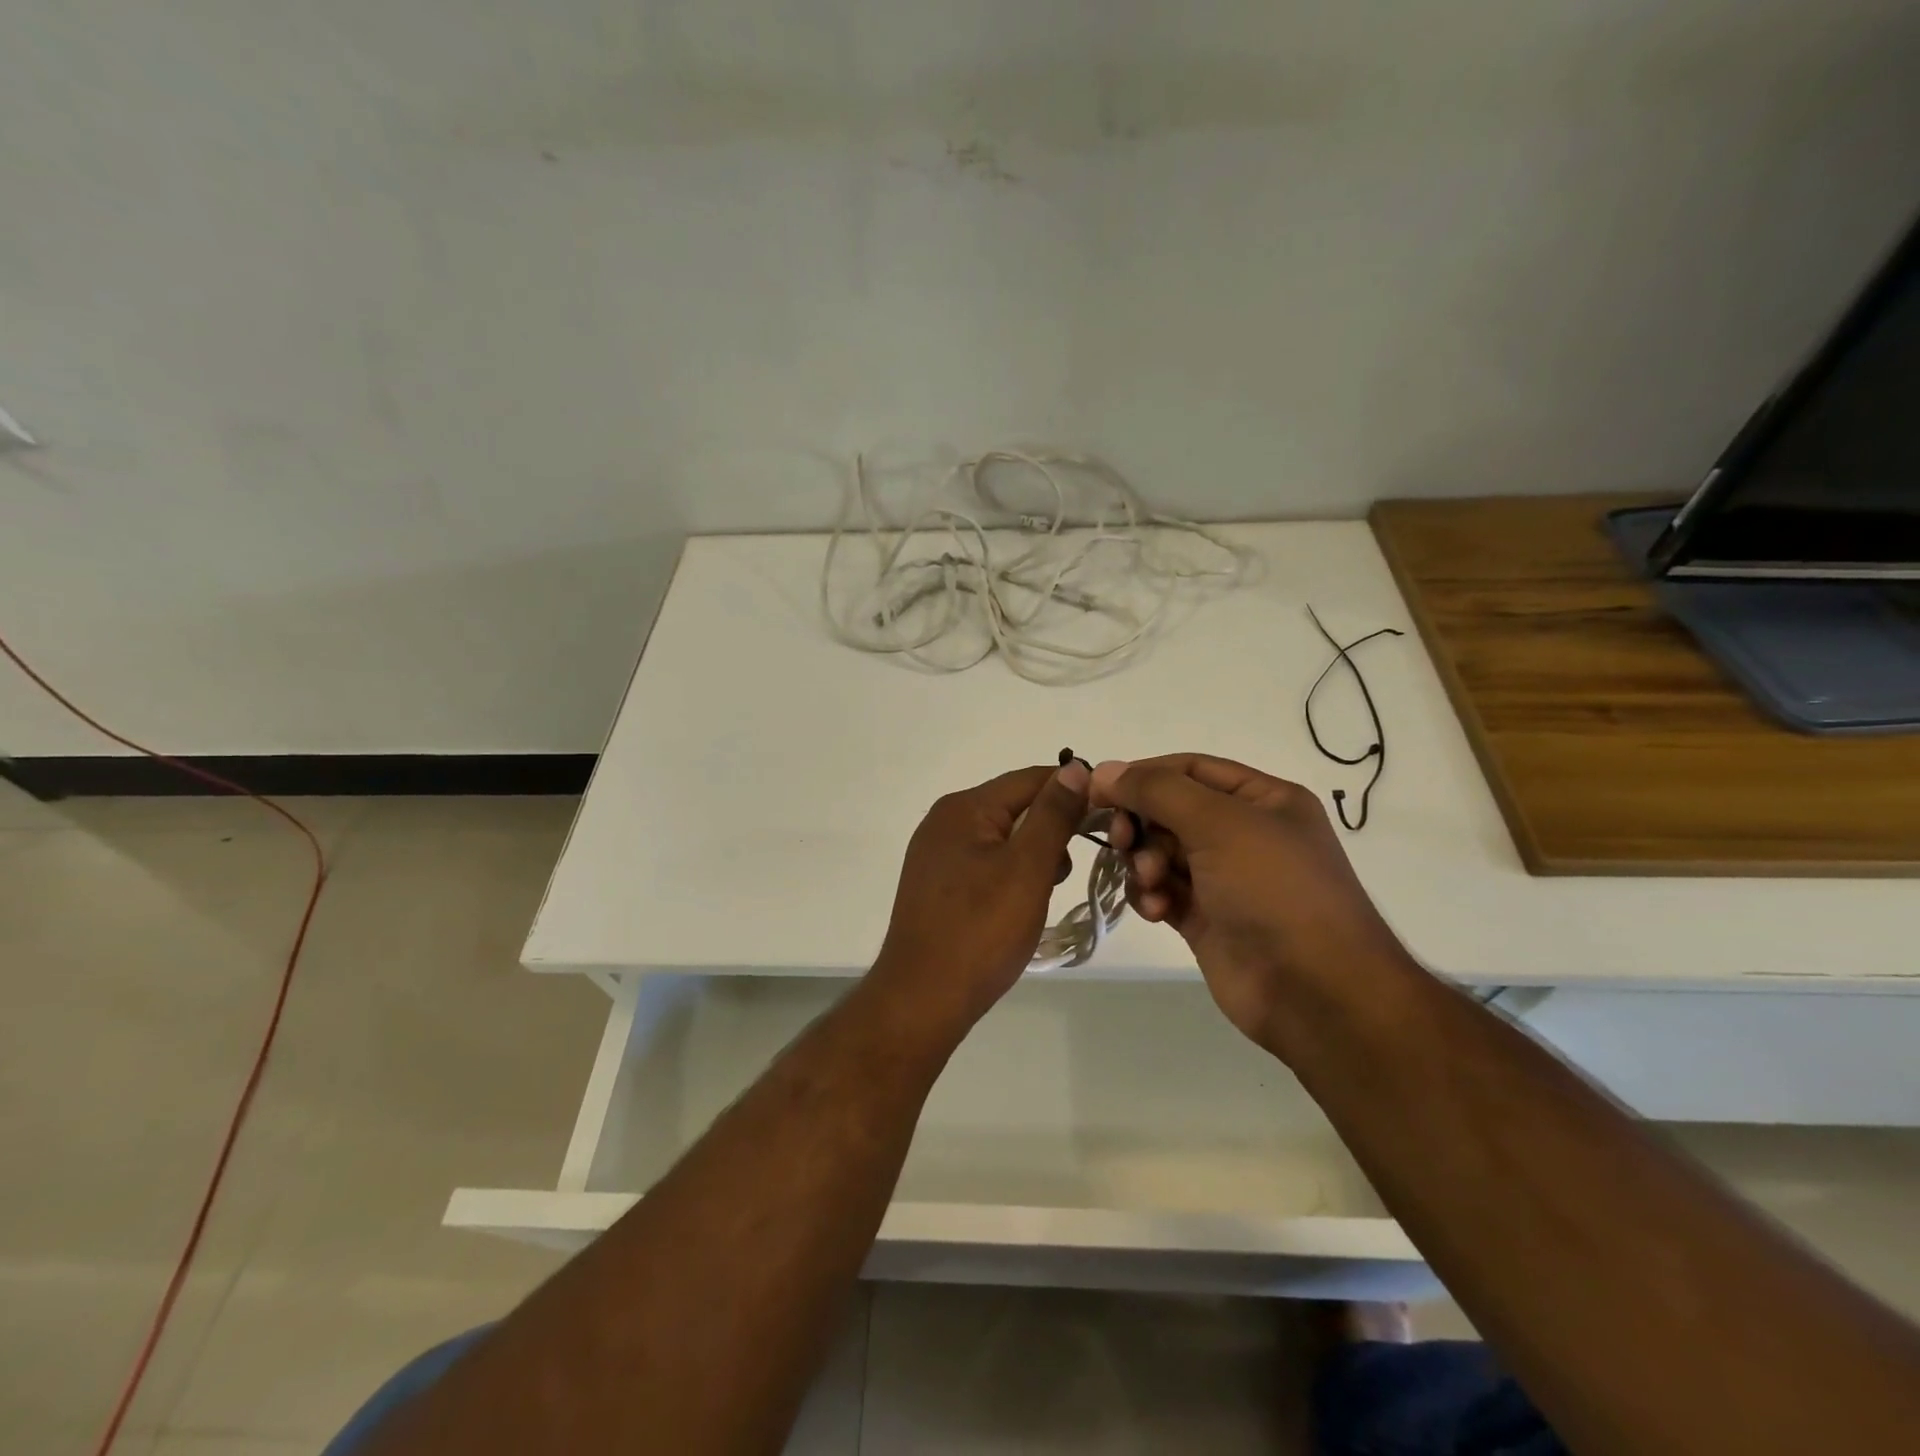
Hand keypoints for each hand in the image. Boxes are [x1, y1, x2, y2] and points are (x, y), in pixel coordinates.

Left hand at [867, 760, 1090, 1035]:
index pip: (1030, 779)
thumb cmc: (980, 931)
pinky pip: (985, 863)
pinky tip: (1018, 906)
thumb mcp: (1027, 868)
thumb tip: (1075, 767)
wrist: (922, 999)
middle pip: (1014, 807)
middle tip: (1067, 872)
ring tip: (1043, 895)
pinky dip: (1011, 875)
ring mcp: (937, 854)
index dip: (1072, 791)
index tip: (1110, 815)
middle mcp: (945, 821)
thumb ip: (1053, 815)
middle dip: (1051, 831)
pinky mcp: (937, 885)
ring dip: (1033, 857)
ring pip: (1002, 838)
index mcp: (964, 808)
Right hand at [1090, 754, 1410, 1055]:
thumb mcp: (1218, 823)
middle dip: (1142, 824)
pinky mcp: (1207, 918)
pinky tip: (1157, 911)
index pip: (1189, 768)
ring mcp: (1224, 878)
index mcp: (1262, 799)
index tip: (1098, 790)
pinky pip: (1163, 891)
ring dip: (1144, 862)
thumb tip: (1103, 769)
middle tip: (1122, 840)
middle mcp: (1244, 833)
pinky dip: (1152, 896)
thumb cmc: (1273, 889)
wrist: (1314, 991)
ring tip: (1151, 882)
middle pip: (1170, 811)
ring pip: (1160, 852)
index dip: (1143, 775)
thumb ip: (1156, 790)